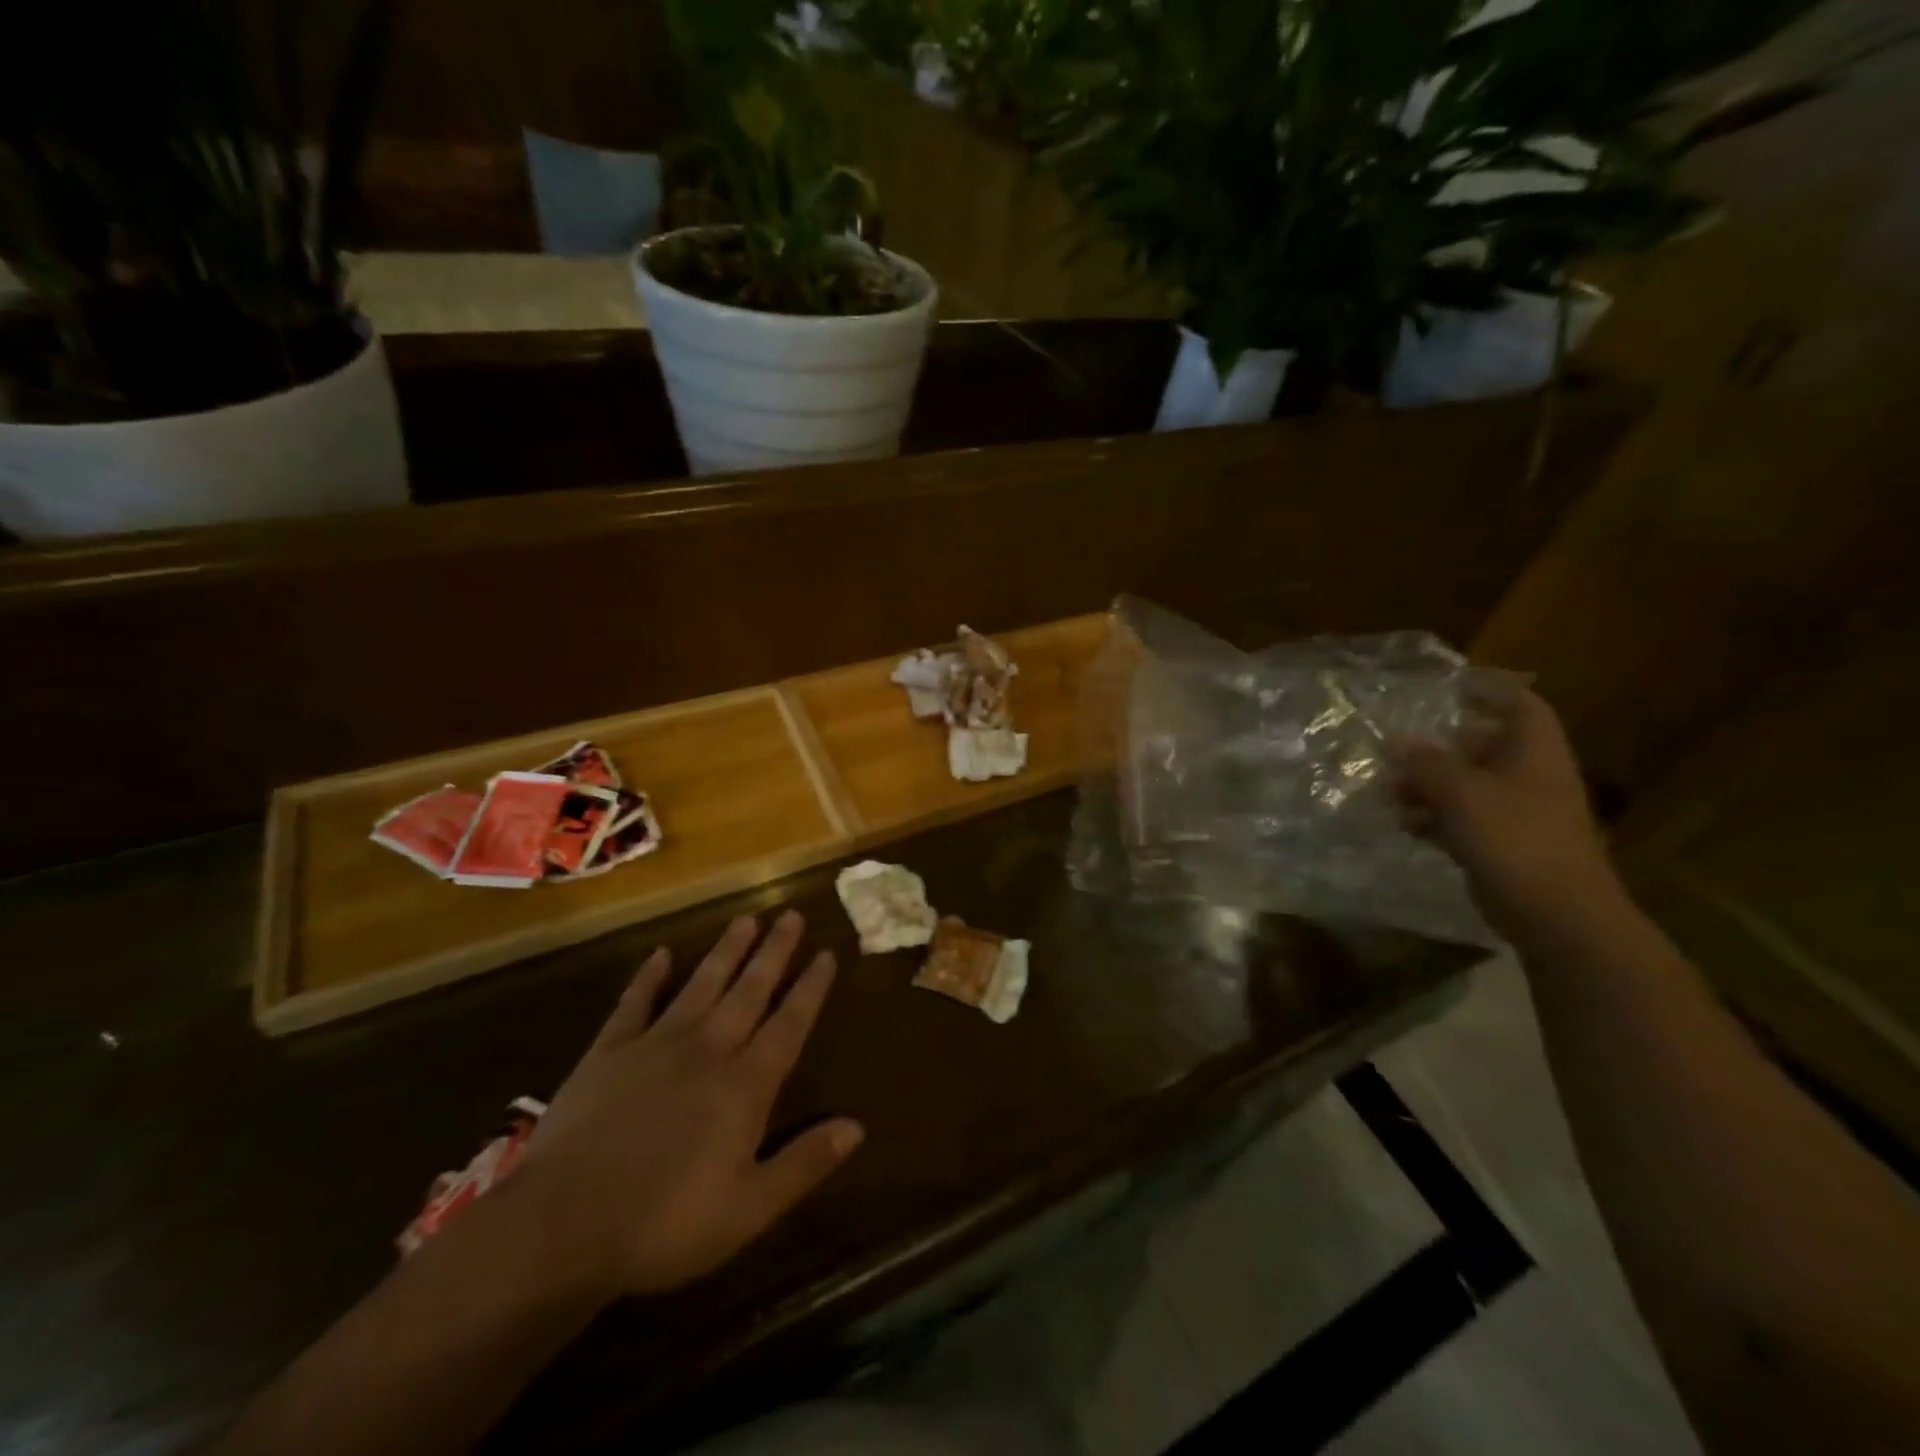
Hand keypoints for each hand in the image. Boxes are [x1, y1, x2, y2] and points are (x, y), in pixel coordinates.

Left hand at [511, 911, 862, 1298]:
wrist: (562, 1225)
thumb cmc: (664, 1224)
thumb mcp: (748, 1209)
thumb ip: (804, 1163)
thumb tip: (857, 1127)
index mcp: (745, 1085)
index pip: (789, 1023)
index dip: (810, 988)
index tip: (826, 952)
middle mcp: (708, 1049)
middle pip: (749, 990)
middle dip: (774, 951)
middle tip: (791, 914)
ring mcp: (656, 1044)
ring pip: (701, 984)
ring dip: (726, 950)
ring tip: (746, 918)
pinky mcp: (609, 1051)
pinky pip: (635, 1003)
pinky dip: (648, 976)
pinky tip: (661, 953)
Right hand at [1391, 689, 1623, 942]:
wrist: (1555, 913)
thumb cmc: (1515, 839)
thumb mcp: (1462, 793)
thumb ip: (1427, 764)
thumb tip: (1397, 740)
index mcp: (1534, 754)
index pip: (1520, 707)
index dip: (1489, 692)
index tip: (1451, 688)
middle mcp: (1528, 778)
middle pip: (1483, 747)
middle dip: (1439, 748)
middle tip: (1398, 751)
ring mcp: (1517, 814)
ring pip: (1467, 786)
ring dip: (1428, 786)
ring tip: (1390, 793)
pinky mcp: (1503, 845)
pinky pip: (1463, 819)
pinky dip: (1435, 818)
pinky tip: (1407, 824)